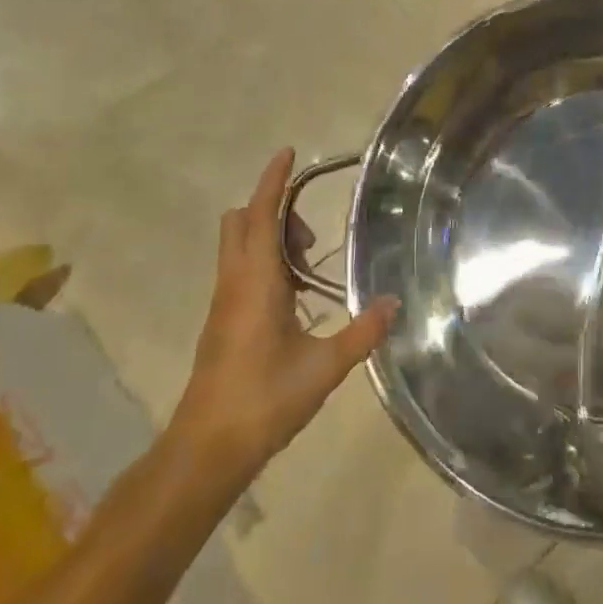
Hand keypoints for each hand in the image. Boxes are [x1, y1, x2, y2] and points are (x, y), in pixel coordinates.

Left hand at [172, 147, 395, 486]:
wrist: (206, 450)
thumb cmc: (263, 401)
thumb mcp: (324, 367)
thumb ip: (362, 331)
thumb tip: (395, 302)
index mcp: (255, 284)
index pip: (259, 217)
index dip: (272, 183)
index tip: (287, 153)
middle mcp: (233, 285)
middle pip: (241, 224)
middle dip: (274, 211)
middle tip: (313, 236)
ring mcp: (222, 304)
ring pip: (238, 247)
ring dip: (270, 238)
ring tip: (311, 265)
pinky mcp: (221, 323)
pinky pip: (241, 271)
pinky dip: (265, 263)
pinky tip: (296, 296)